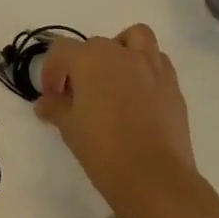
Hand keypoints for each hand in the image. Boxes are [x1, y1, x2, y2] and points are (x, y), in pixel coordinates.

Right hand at [35, 23, 199, 217]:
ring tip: (114, 78)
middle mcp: (121, 54)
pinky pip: (158, 62)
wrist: (154, 178)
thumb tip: (45, 103)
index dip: (51, 71)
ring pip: (135, 39)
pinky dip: (145, 68)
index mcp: (90, 59)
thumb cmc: (103, 150)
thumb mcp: (69, 128)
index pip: (61, 51)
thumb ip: (55, 108)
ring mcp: (152, 67)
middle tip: (78, 95)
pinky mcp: (173, 86)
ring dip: (121, 50)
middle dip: (82, 65)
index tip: (51, 97)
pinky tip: (138, 95)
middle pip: (95, 45)